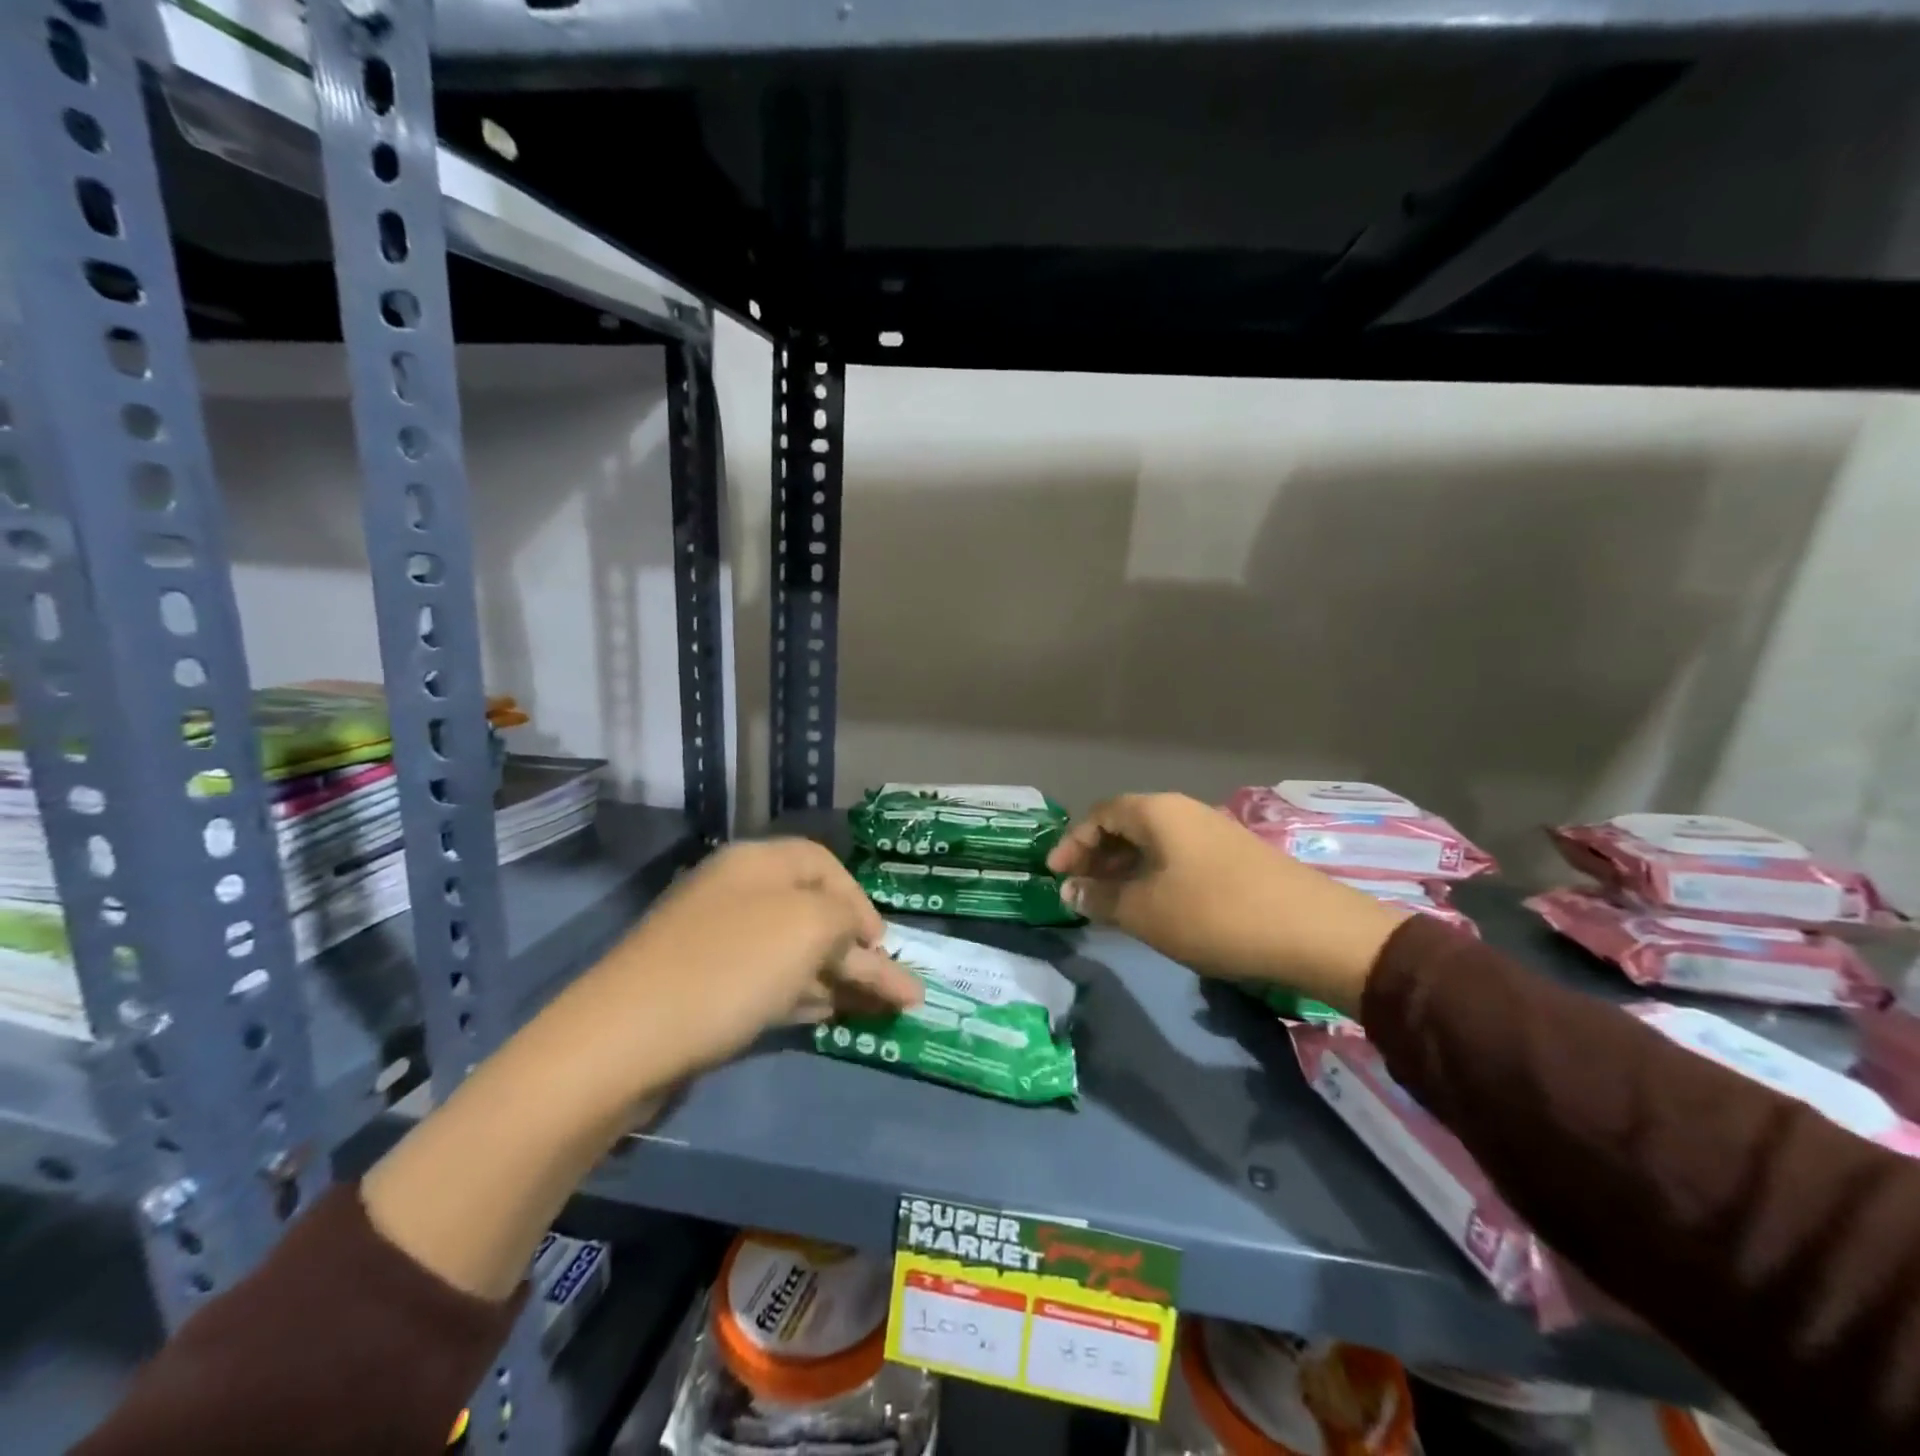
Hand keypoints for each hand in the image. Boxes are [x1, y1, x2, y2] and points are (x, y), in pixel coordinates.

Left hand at [577, 838, 922, 1082]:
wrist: (624, 1038)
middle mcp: (738, 894)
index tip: (883, 945)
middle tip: (900, 991)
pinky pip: (769, 983)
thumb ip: (844, 919)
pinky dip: (804, 996)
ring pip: (794, 953)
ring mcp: (717, 943)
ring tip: (882, 1010)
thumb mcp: (807, 926)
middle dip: (861, 952)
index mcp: (758, 863)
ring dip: (840, 979)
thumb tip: (854, 932)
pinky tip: (830, 1015)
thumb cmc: (730, 967)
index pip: (825, 864)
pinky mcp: (704, 989)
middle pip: (813, 913)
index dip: (861, 901)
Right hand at [1046, 793, 1407, 1014]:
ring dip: (1125, 868)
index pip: (1100, 814)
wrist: (1312, 931)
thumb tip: (1069, 891)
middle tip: (1078, 889)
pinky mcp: (1236, 857)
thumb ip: (1100, 898)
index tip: (1054, 874)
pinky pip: (1178, 857)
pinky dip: (1154, 876)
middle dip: (1097, 856)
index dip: (1072, 842)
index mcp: (1157, 812)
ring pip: (1154, 843)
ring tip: (1110, 902)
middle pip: (1127, 824)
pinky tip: (1154, 905)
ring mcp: (1214, 832)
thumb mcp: (1144, 911)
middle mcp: (1184, 811)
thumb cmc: (1213, 913)